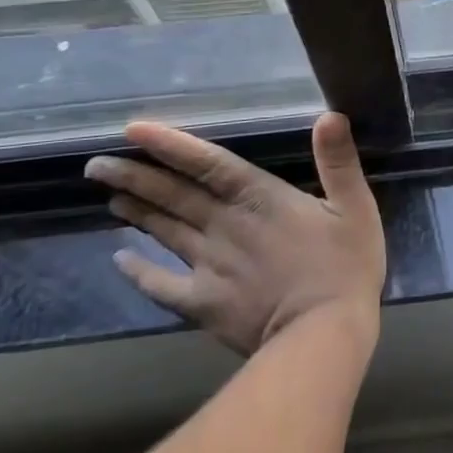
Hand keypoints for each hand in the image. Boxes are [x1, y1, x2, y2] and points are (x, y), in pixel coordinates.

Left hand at [86, 112, 385, 355]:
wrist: (322, 337)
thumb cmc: (346, 267)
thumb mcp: (356, 207)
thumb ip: (339, 162)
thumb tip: (330, 115)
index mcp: (261, 199)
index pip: (208, 164)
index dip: (172, 146)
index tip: (132, 131)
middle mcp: (226, 226)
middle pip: (174, 195)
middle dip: (136, 176)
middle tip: (96, 165)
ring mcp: (209, 266)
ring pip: (165, 231)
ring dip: (136, 211)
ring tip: (109, 194)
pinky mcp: (203, 304)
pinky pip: (161, 285)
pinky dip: (139, 272)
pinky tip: (119, 260)